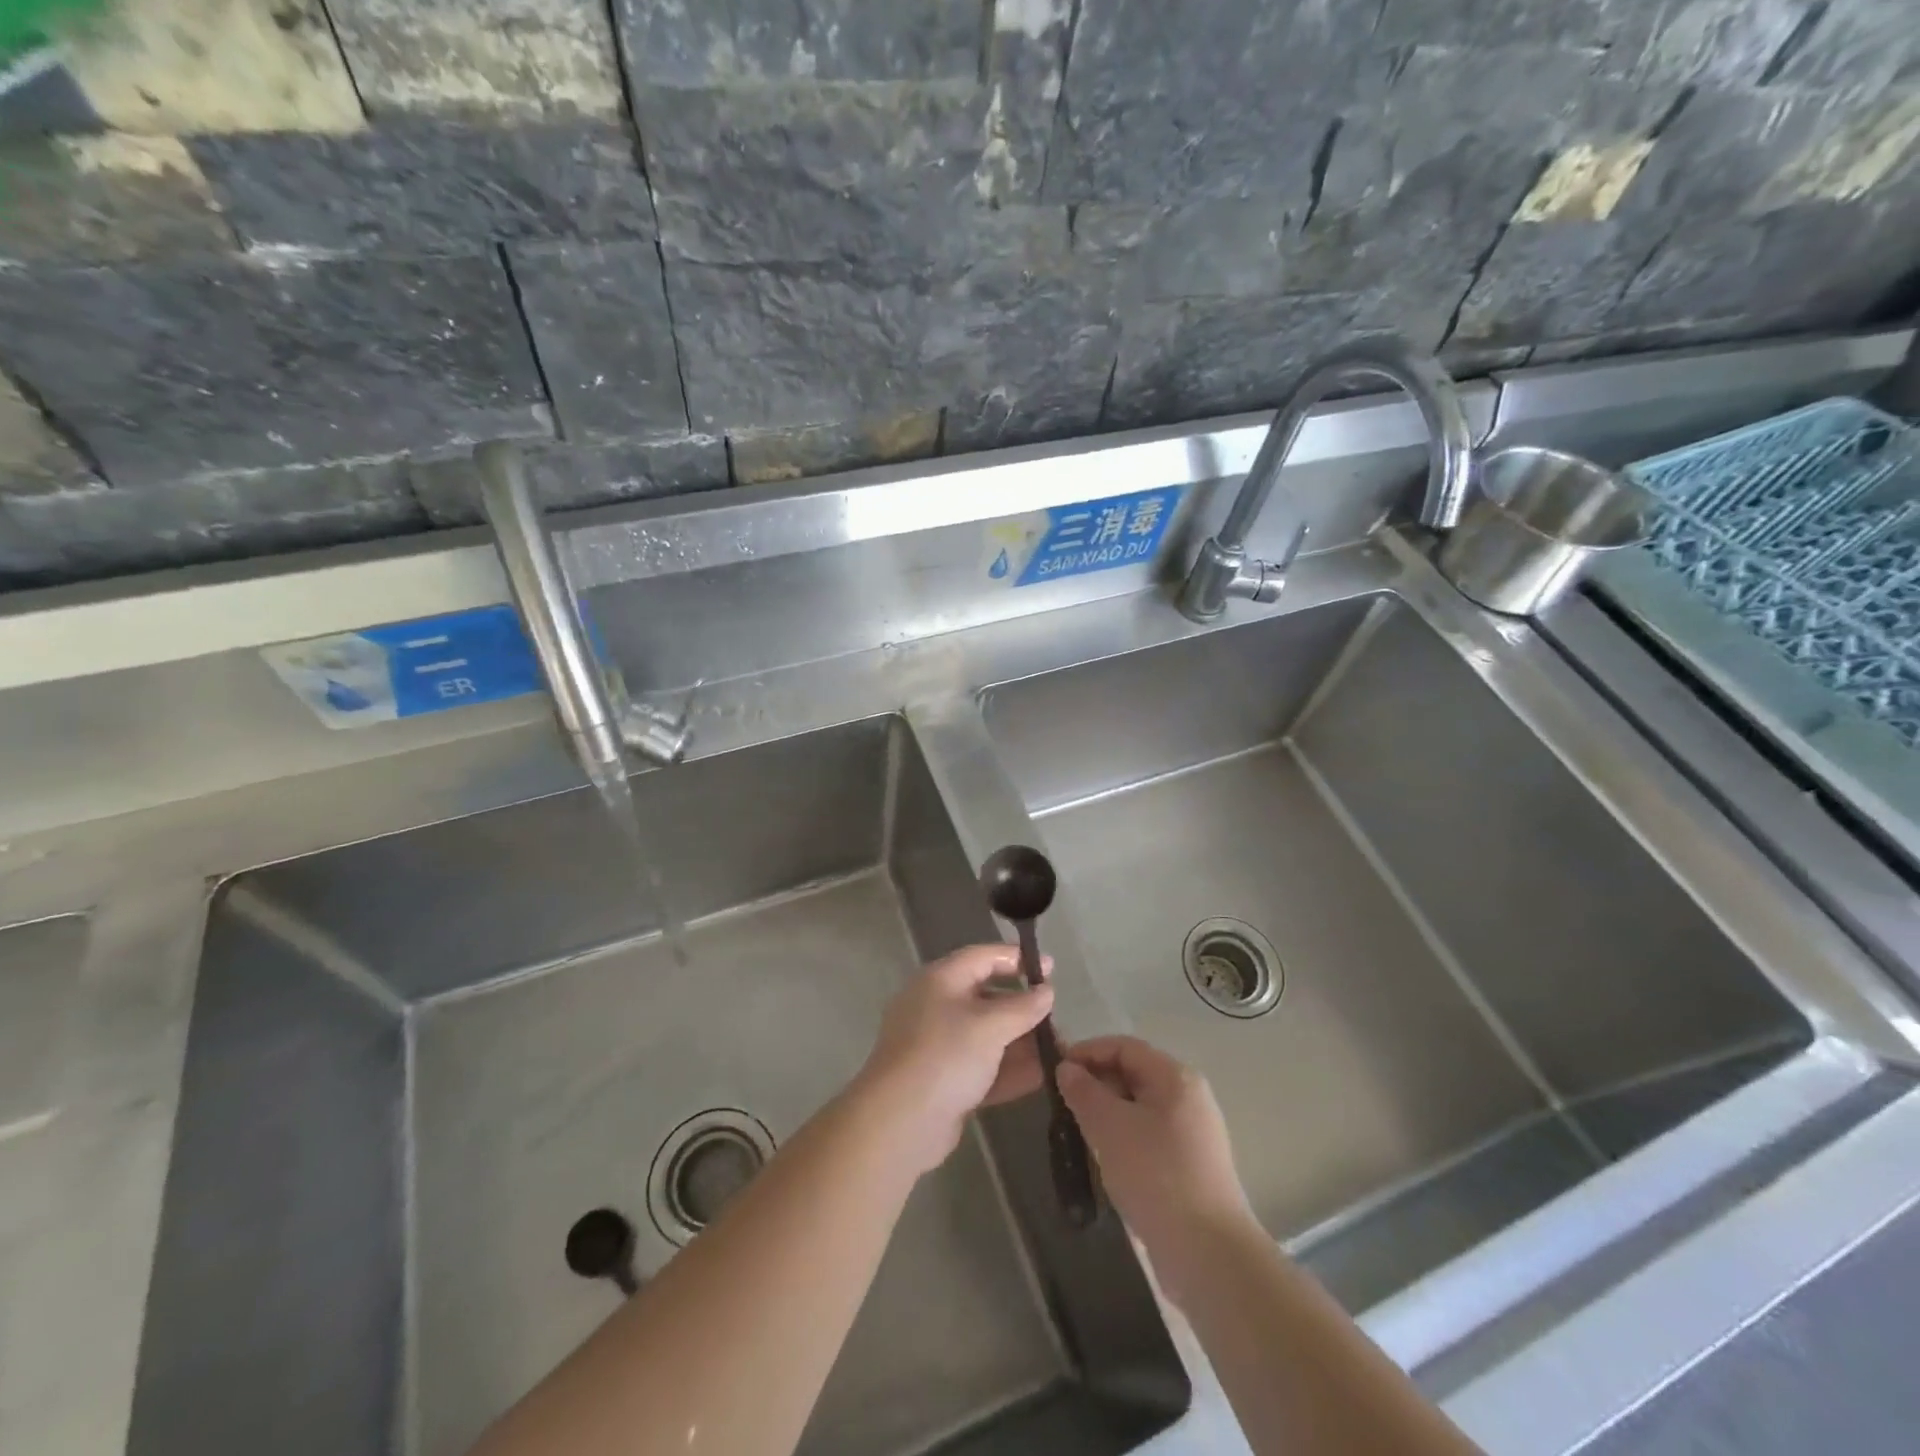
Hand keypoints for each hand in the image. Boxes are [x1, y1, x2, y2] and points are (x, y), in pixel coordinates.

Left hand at [855, 944, 1055, 1175]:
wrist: (899, 1122)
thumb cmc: (946, 1056)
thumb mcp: (990, 1026)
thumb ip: (1023, 1007)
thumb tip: (1046, 991)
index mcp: (940, 980)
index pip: (983, 957)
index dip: (1017, 959)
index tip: (1051, 969)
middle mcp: (936, 1006)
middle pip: (986, 996)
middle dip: (1022, 1007)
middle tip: (1056, 1017)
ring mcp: (937, 1046)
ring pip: (986, 1035)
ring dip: (1020, 1041)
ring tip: (1058, 1050)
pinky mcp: (942, 1081)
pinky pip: (981, 1066)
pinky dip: (1008, 1069)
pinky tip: (1041, 1077)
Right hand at [1057, 1036, 1256, 1303]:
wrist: (1209, 1255)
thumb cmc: (1156, 1176)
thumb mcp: (1109, 1127)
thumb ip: (1084, 1091)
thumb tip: (1067, 1068)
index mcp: (1175, 1077)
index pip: (1124, 1046)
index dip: (1087, 1052)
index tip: (1055, 1072)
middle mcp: (1189, 1097)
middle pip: (1134, 1074)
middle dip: (1096, 1083)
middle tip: (1063, 1105)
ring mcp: (1193, 1133)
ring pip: (1140, 1107)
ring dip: (1107, 1113)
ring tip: (1079, 1133)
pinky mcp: (1191, 1165)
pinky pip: (1149, 1135)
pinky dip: (1124, 1137)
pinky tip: (1106, 1161)